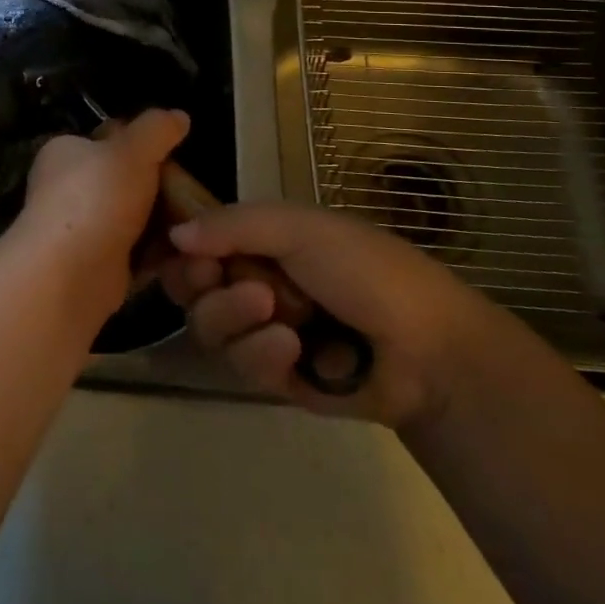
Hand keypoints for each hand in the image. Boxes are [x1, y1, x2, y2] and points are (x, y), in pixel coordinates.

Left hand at [13, 109, 189, 305]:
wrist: (70, 273)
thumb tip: (179, 116)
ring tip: (200, 223)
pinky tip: (189, 253)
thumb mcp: (132, 150)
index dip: (144, 143)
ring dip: (165, 224)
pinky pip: (138, 254)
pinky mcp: (99, 267)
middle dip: (161, 188)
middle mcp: (68, 188)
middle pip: (126, 180)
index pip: (108, 138)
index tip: (178, 154)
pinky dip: (161, 255)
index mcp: (66, 152)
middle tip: (195, 193)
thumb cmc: (96, 197)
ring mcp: (83, 229)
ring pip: (135, 219)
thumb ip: (157, 129)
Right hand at [159, 203, 505, 428]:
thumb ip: (232, 226)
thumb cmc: (366, 270)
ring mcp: (263, 330)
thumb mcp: (299, 228)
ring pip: (209, 327)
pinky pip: (240, 367)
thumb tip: (174, 233)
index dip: (183, 249)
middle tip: (216, 279)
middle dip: (201, 285)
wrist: (430, 352)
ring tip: (273, 314)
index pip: (197, 242)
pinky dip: (261, 355)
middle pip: (191, 287)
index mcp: (261, 240)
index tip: (187, 253)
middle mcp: (253, 281)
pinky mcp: (276, 377)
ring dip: (233, 317)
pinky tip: (291, 350)